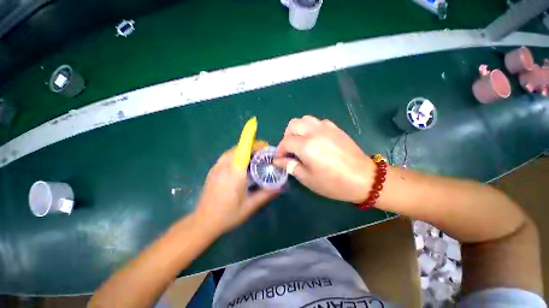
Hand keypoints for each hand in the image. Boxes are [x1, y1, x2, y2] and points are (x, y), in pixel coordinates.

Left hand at [194, 149, 277, 234]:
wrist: (203, 222)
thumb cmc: (228, 214)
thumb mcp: (250, 206)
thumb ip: (266, 195)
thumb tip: (280, 187)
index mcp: (234, 173)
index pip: (244, 151)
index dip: (255, 145)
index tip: (265, 145)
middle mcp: (224, 166)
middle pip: (238, 148)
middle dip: (251, 147)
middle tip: (262, 153)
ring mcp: (216, 167)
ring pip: (231, 151)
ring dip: (243, 150)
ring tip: (253, 157)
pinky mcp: (212, 170)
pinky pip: (226, 156)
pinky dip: (235, 154)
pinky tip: (240, 164)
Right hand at [274, 115, 373, 202]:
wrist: (364, 178)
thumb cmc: (333, 183)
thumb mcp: (308, 179)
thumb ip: (290, 166)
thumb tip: (278, 161)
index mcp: (307, 146)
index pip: (286, 142)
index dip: (279, 150)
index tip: (279, 159)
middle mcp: (315, 132)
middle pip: (293, 125)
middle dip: (287, 136)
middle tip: (289, 150)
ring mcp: (326, 128)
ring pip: (304, 119)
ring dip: (298, 130)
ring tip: (300, 143)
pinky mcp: (335, 128)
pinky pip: (317, 122)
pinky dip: (310, 128)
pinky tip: (314, 139)